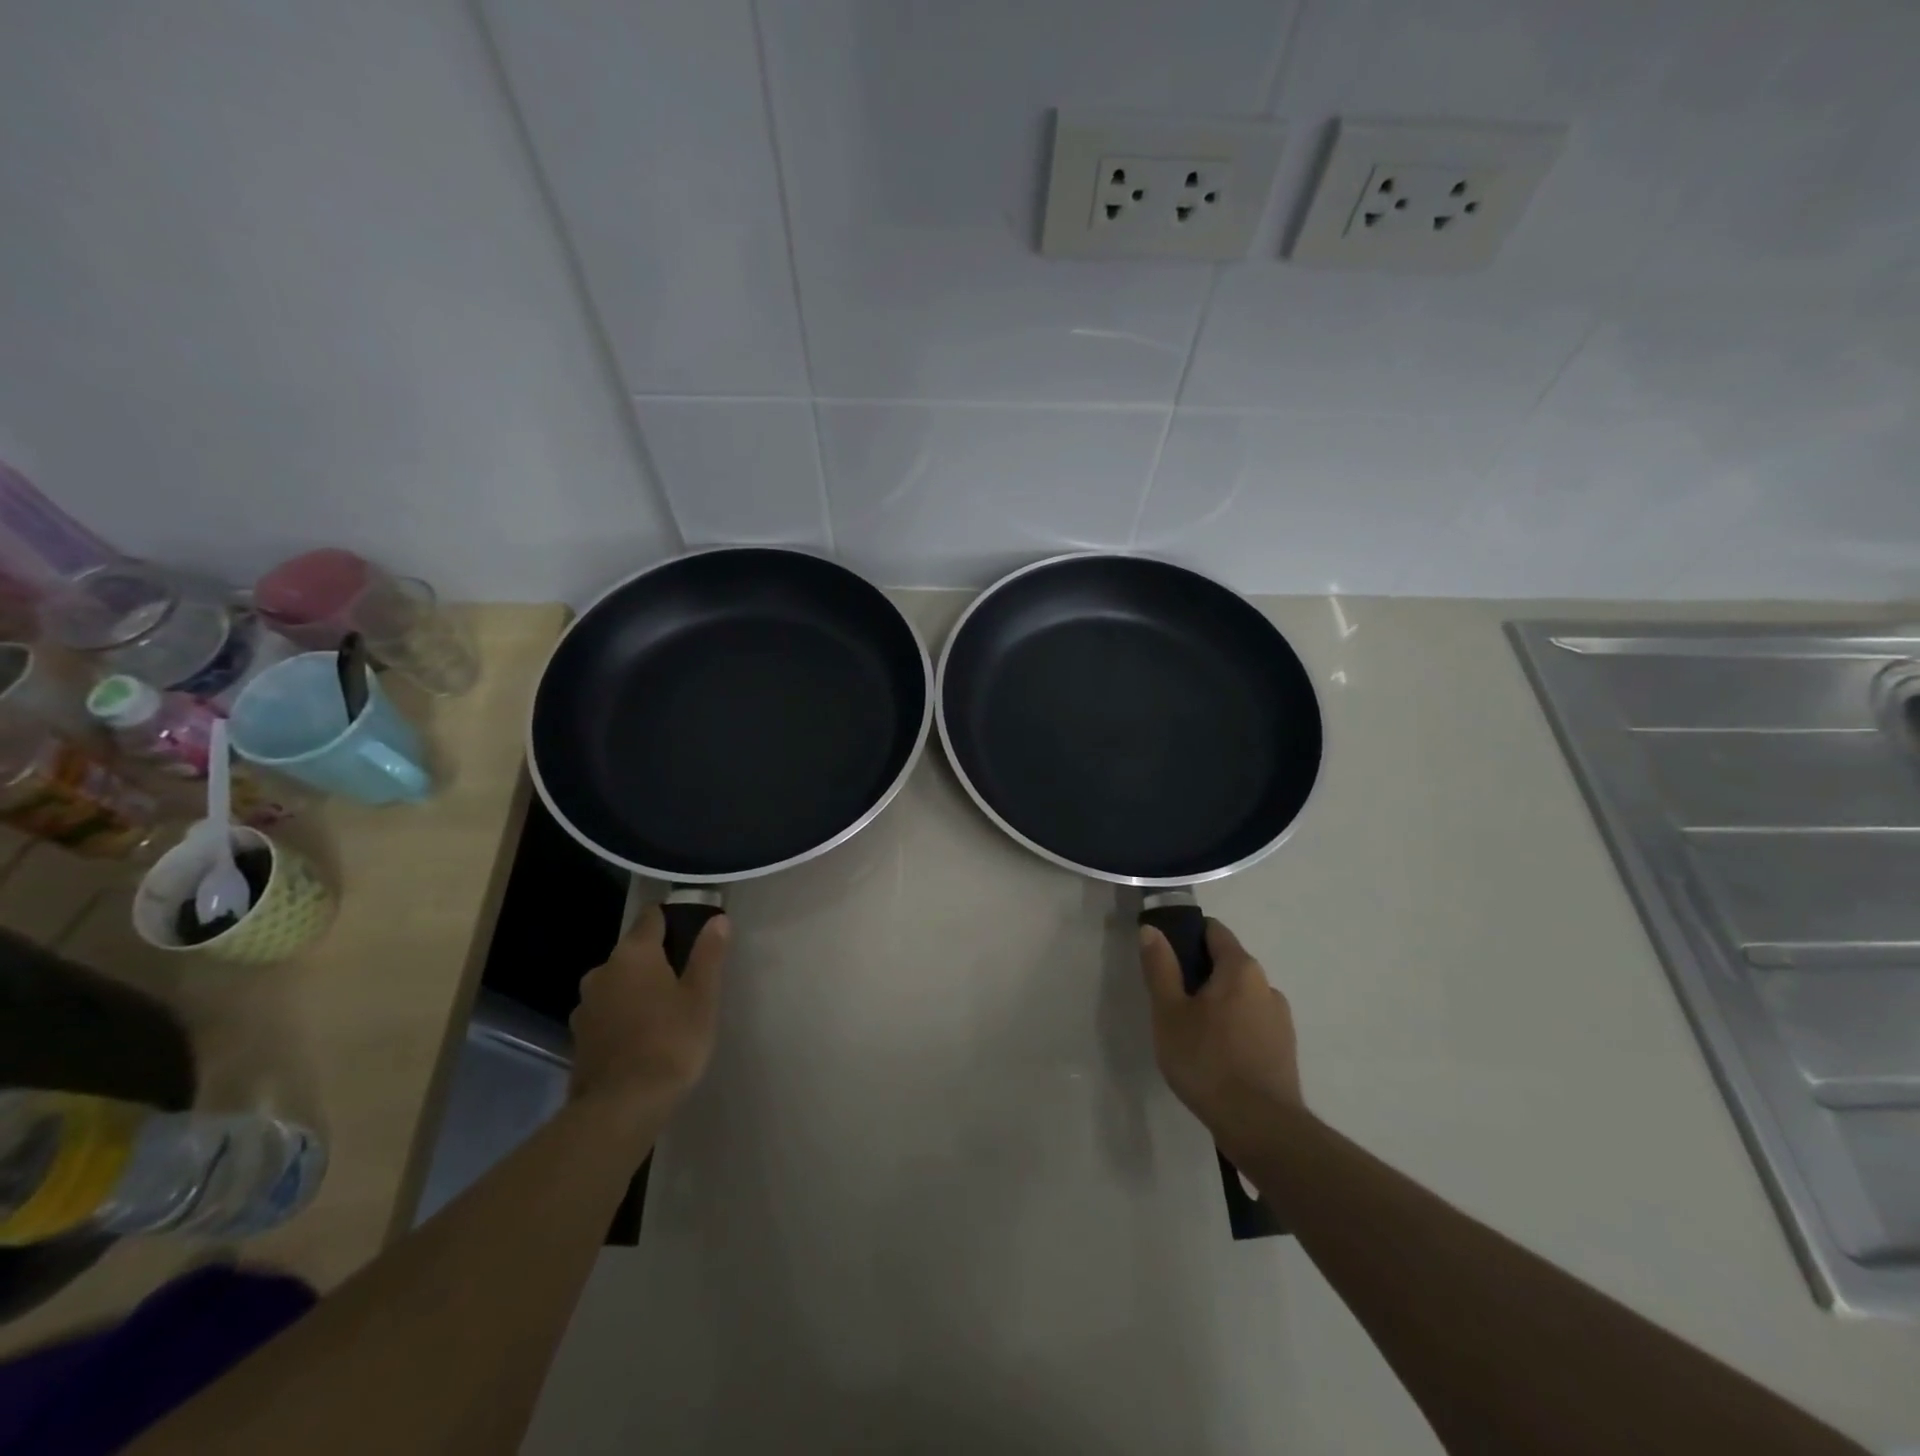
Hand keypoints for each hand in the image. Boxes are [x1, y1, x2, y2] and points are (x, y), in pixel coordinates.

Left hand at [569, 904, 727, 1120]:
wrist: (622, 1107)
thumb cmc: (671, 1042)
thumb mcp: (702, 996)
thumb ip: (708, 954)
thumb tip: (718, 919)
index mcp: (633, 954)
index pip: (651, 917)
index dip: (671, 919)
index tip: (690, 931)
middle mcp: (602, 971)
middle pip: (633, 951)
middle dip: (655, 959)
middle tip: (685, 978)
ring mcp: (585, 1005)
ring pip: (618, 983)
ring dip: (637, 989)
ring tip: (665, 1010)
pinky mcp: (579, 1036)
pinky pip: (607, 1011)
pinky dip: (623, 1014)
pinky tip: (642, 1035)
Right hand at [1140, 918, 1302, 1152]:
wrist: (1261, 1128)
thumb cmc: (1207, 1061)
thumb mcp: (1169, 1012)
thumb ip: (1160, 967)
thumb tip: (1152, 930)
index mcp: (1241, 968)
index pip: (1213, 931)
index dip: (1186, 936)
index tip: (1164, 957)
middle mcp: (1267, 985)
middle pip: (1226, 964)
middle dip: (1198, 974)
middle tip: (1170, 1002)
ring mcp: (1280, 1019)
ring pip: (1239, 996)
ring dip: (1216, 1004)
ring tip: (1190, 1034)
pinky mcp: (1284, 1050)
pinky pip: (1251, 1023)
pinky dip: (1232, 1028)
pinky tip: (1214, 1056)